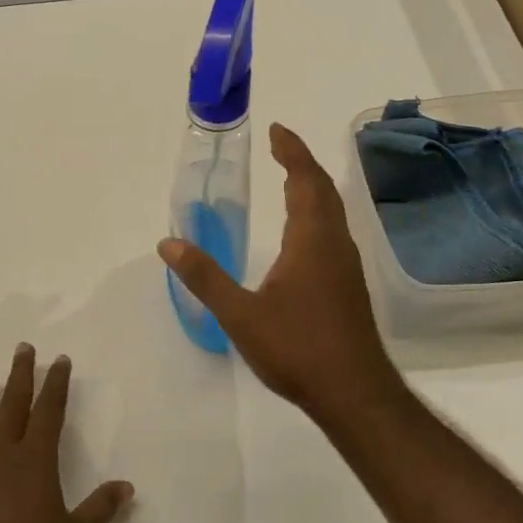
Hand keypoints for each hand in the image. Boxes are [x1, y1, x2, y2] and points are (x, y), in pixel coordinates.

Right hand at [158, 123, 405, 426]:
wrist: (354, 393)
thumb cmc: (297, 349)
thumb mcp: (240, 314)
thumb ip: (204, 277)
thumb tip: (168, 243)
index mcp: (311, 240)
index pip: (304, 180)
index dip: (292, 151)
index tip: (277, 129)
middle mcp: (334, 244)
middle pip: (323, 189)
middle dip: (301, 162)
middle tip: (279, 145)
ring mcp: (346, 265)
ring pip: (332, 211)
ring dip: (311, 187)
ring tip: (288, 178)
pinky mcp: (348, 285)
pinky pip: (332, 231)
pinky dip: (315, 213)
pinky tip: (301, 233)